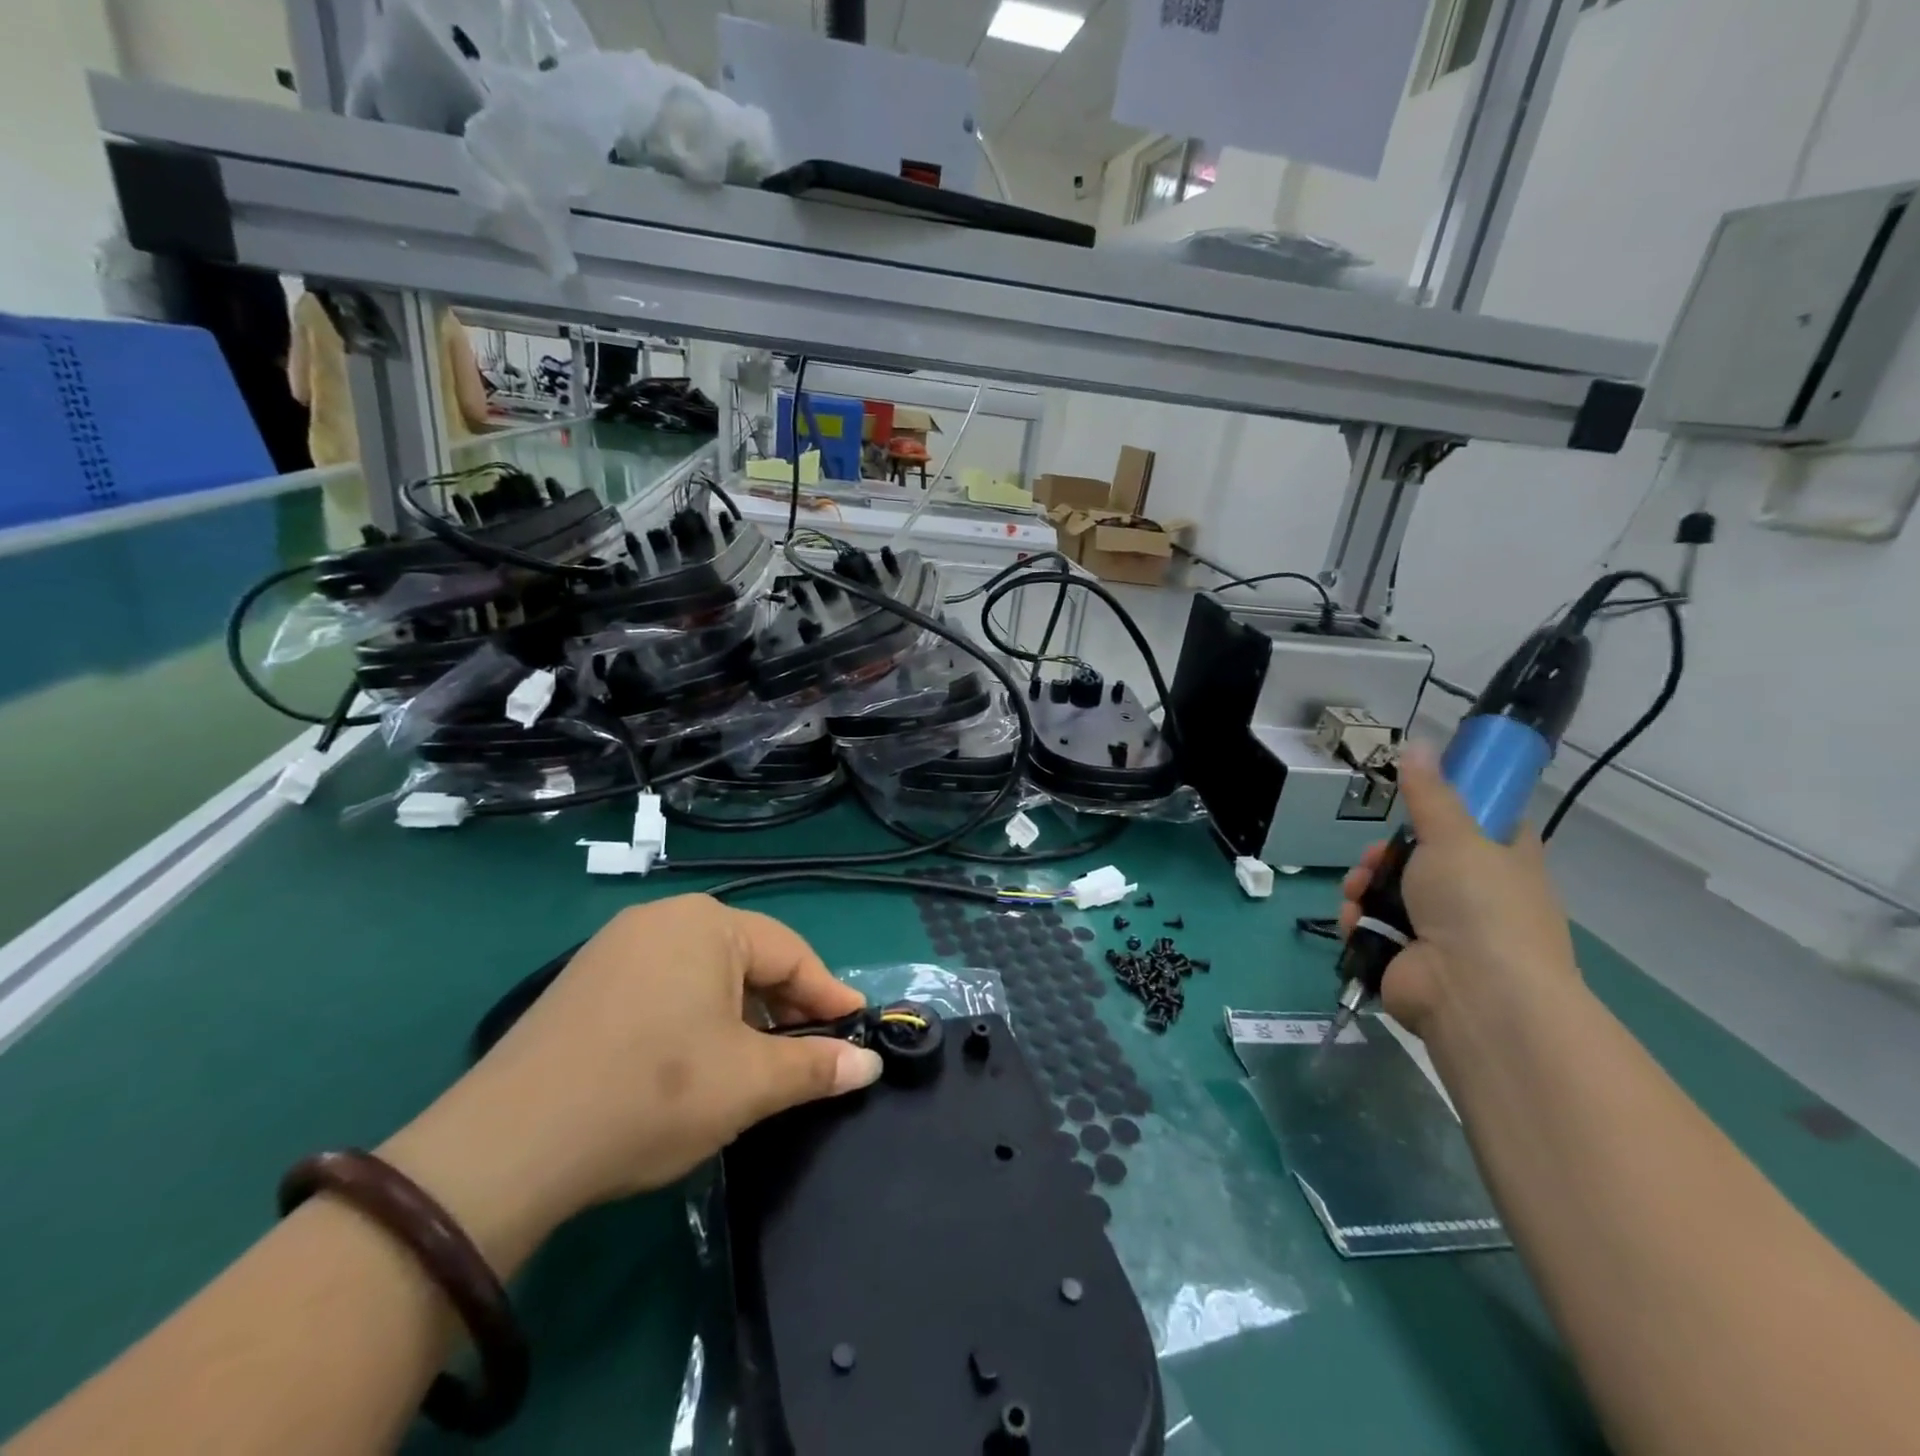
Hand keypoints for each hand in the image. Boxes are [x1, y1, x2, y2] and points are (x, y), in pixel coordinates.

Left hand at [379, 896, 881, 1272]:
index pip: (792, 953)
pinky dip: (695, 1017)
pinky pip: (664, 986)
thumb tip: (870, 1066)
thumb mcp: (748, 1083)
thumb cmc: (653, 1094)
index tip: (858, 1031)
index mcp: (708, 923)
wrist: (506, 1147)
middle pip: (748, 959)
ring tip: (756, 1062)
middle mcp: (663, 919)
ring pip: (705, 974)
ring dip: (741, 1015)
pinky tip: (695, 1060)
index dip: (829, 995)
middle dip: (785, 1007)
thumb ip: (815, 1067)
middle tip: (810, 1052)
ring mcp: (616, 947)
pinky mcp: (585, 982)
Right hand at [1341, 744, 1579, 1037]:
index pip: (1486, 826)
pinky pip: (1372, 926)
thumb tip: (1419, 743)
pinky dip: (1358, 920)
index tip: (1420, 804)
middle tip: (1375, 857)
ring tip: (1359, 892)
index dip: (1453, 811)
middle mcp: (1476, 897)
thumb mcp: (1454, 836)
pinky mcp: (1406, 956)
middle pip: (1419, 858)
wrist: (1474, 993)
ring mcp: (1440, 931)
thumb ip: (1430, 794)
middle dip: (1384, 855)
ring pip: (1388, 891)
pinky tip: (1355, 919)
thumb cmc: (1478, 905)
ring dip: (1365, 886)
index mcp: (1505, 863)